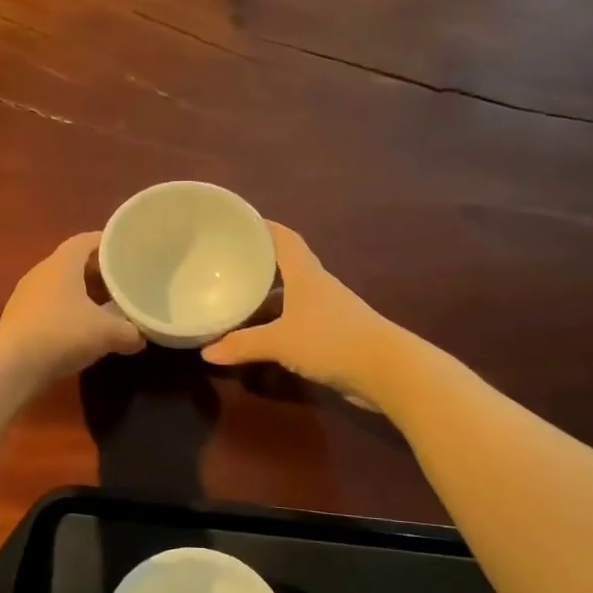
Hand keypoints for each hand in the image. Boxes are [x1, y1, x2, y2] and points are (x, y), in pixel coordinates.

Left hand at [0, 232, 144, 384]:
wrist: (12, 365)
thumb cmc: (62, 333)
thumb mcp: (107, 333)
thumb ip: (130, 332)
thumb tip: (141, 337)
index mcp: (62, 263)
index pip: (85, 240)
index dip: (106, 242)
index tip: (126, 250)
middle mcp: (41, 272)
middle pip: (73, 264)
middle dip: (98, 273)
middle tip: (121, 283)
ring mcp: (26, 296)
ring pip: (61, 287)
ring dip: (82, 295)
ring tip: (106, 309)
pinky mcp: (19, 319)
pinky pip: (50, 307)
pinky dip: (68, 313)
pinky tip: (81, 332)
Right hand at [201, 223, 391, 402]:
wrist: (387, 371)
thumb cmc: (331, 341)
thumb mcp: (279, 342)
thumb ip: (242, 345)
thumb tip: (206, 352)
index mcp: (305, 275)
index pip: (284, 239)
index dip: (263, 227)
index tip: (238, 222)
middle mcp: (317, 287)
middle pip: (285, 267)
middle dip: (258, 264)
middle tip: (226, 264)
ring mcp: (327, 311)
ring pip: (290, 296)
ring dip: (266, 297)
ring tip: (236, 300)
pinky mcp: (333, 335)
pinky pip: (296, 321)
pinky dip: (276, 324)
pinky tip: (260, 335)